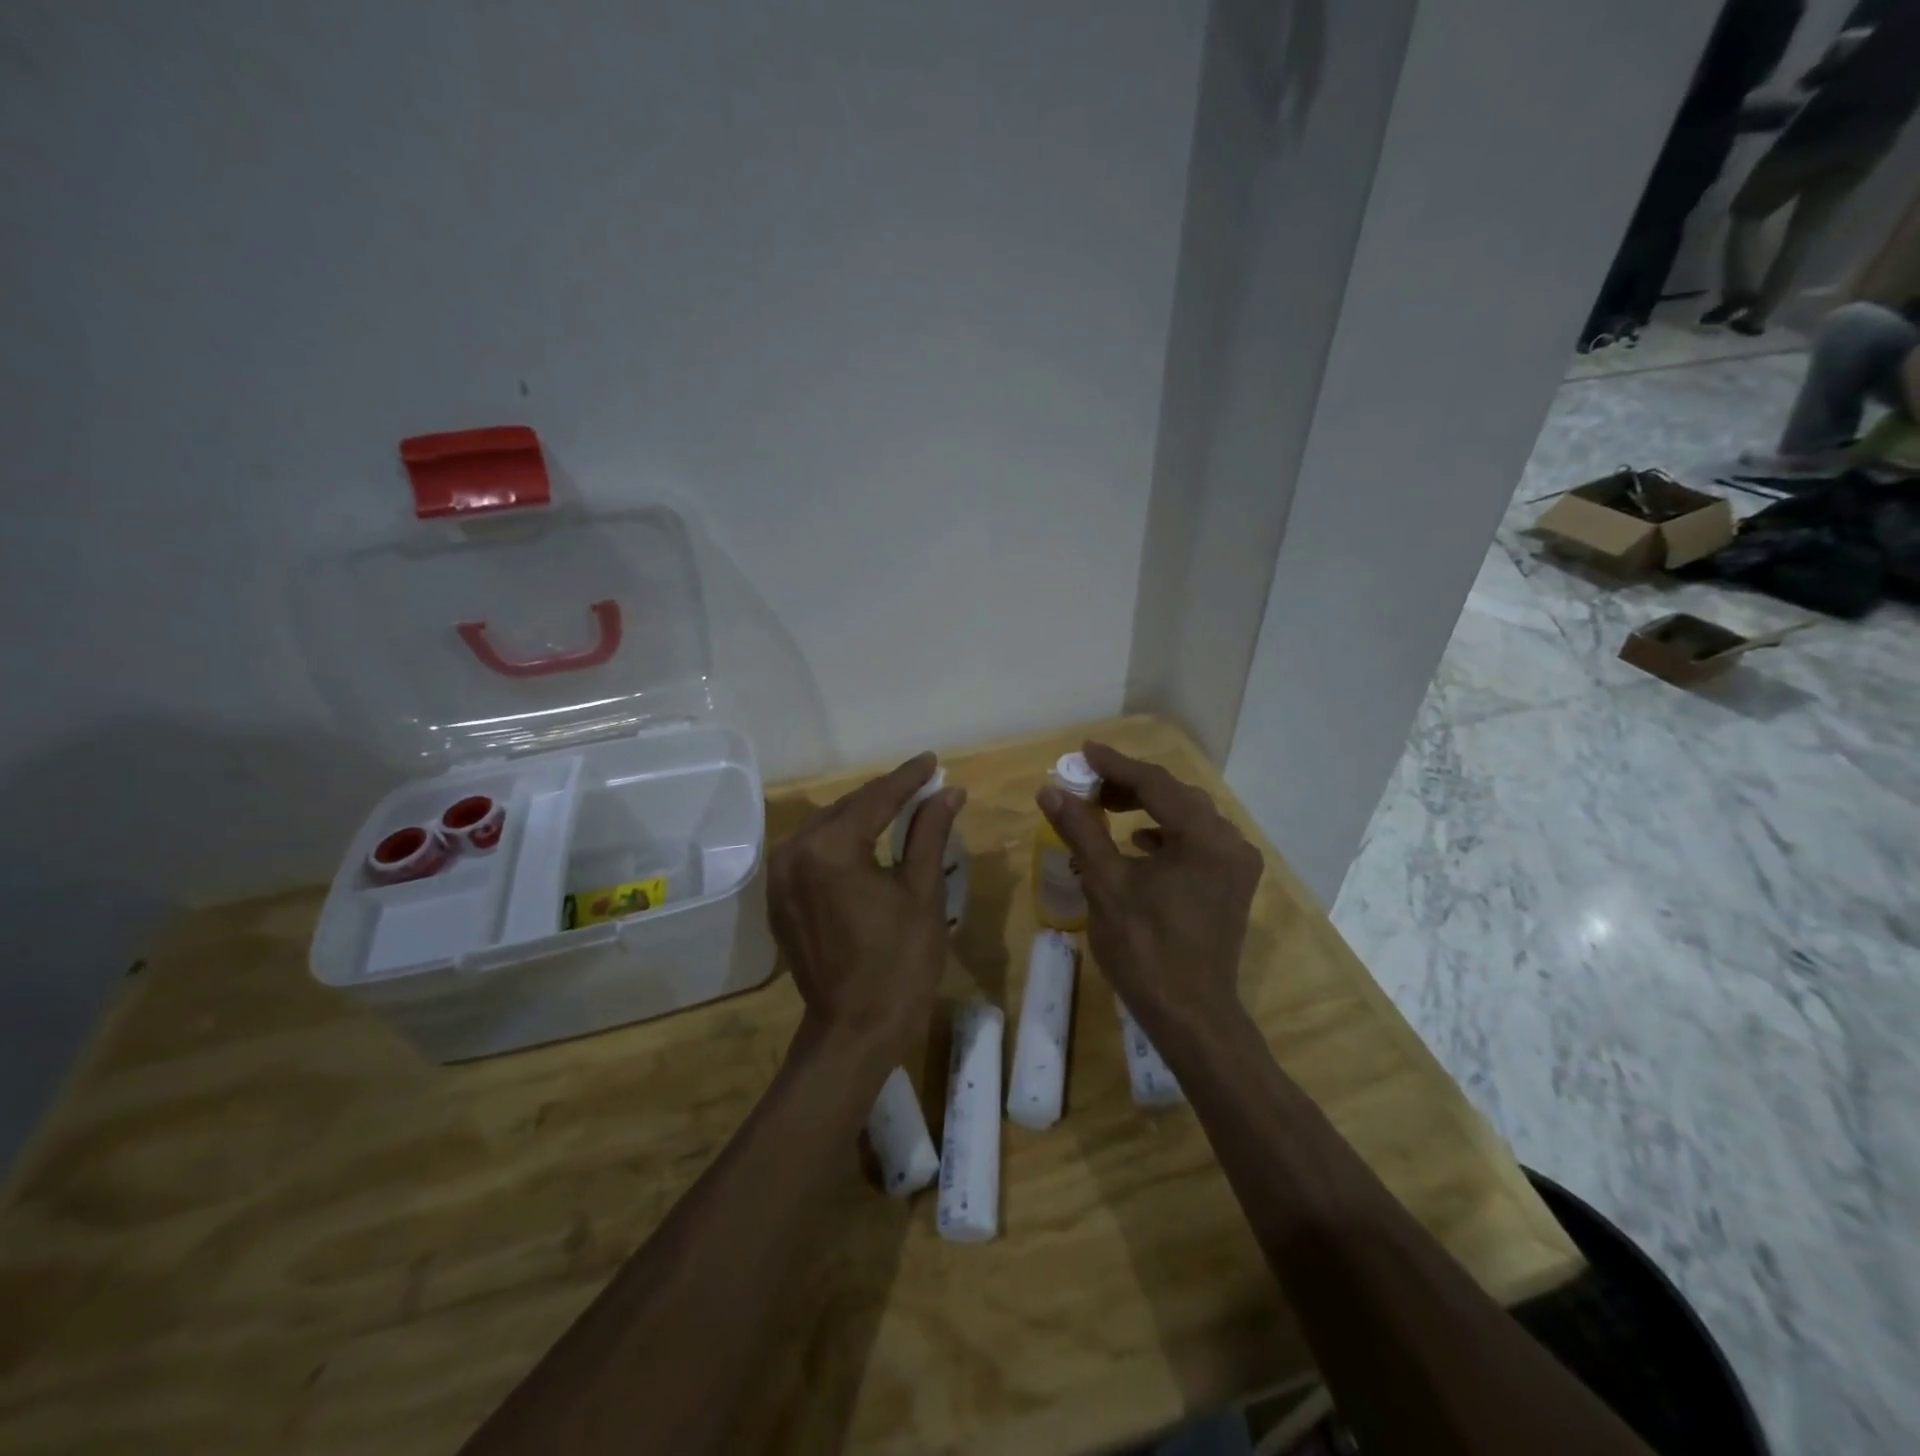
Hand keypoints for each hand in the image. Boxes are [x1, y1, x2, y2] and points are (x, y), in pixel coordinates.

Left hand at [769, 753, 964, 1058]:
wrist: (855, 1031)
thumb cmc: (899, 963)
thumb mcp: (922, 892)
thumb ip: (929, 832)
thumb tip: (948, 791)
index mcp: (829, 848)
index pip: (875, 799)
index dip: (908, 778)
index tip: (932, 761)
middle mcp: (794, 853)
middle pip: (847, 809)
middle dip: (885, 796)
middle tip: (923, 784)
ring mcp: (780, 878)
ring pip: (827, 829)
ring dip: (862, 816)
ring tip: (900, 807)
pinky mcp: (779, 899)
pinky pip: (813, 854)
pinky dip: (841, 842)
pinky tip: (867, 841)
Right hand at [1036, 742, 1262, 1032]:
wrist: (1191, 1015)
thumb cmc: (1145, 949)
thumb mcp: (1105, 884)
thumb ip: (1081, 829)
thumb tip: (1050, 789)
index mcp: (1203, 837)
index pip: (1156, 784)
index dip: (1116, 765)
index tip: (1083, 751)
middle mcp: (1229, 842)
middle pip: (1176, 796)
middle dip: (1131, 785)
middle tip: (1089, 784)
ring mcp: (1236, 865)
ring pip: (1188, 817)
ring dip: (1148, 807)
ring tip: (1107, 808)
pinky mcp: (1232, 885)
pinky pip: (1197, 841)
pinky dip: (1166, 833)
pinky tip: (1139, 842)